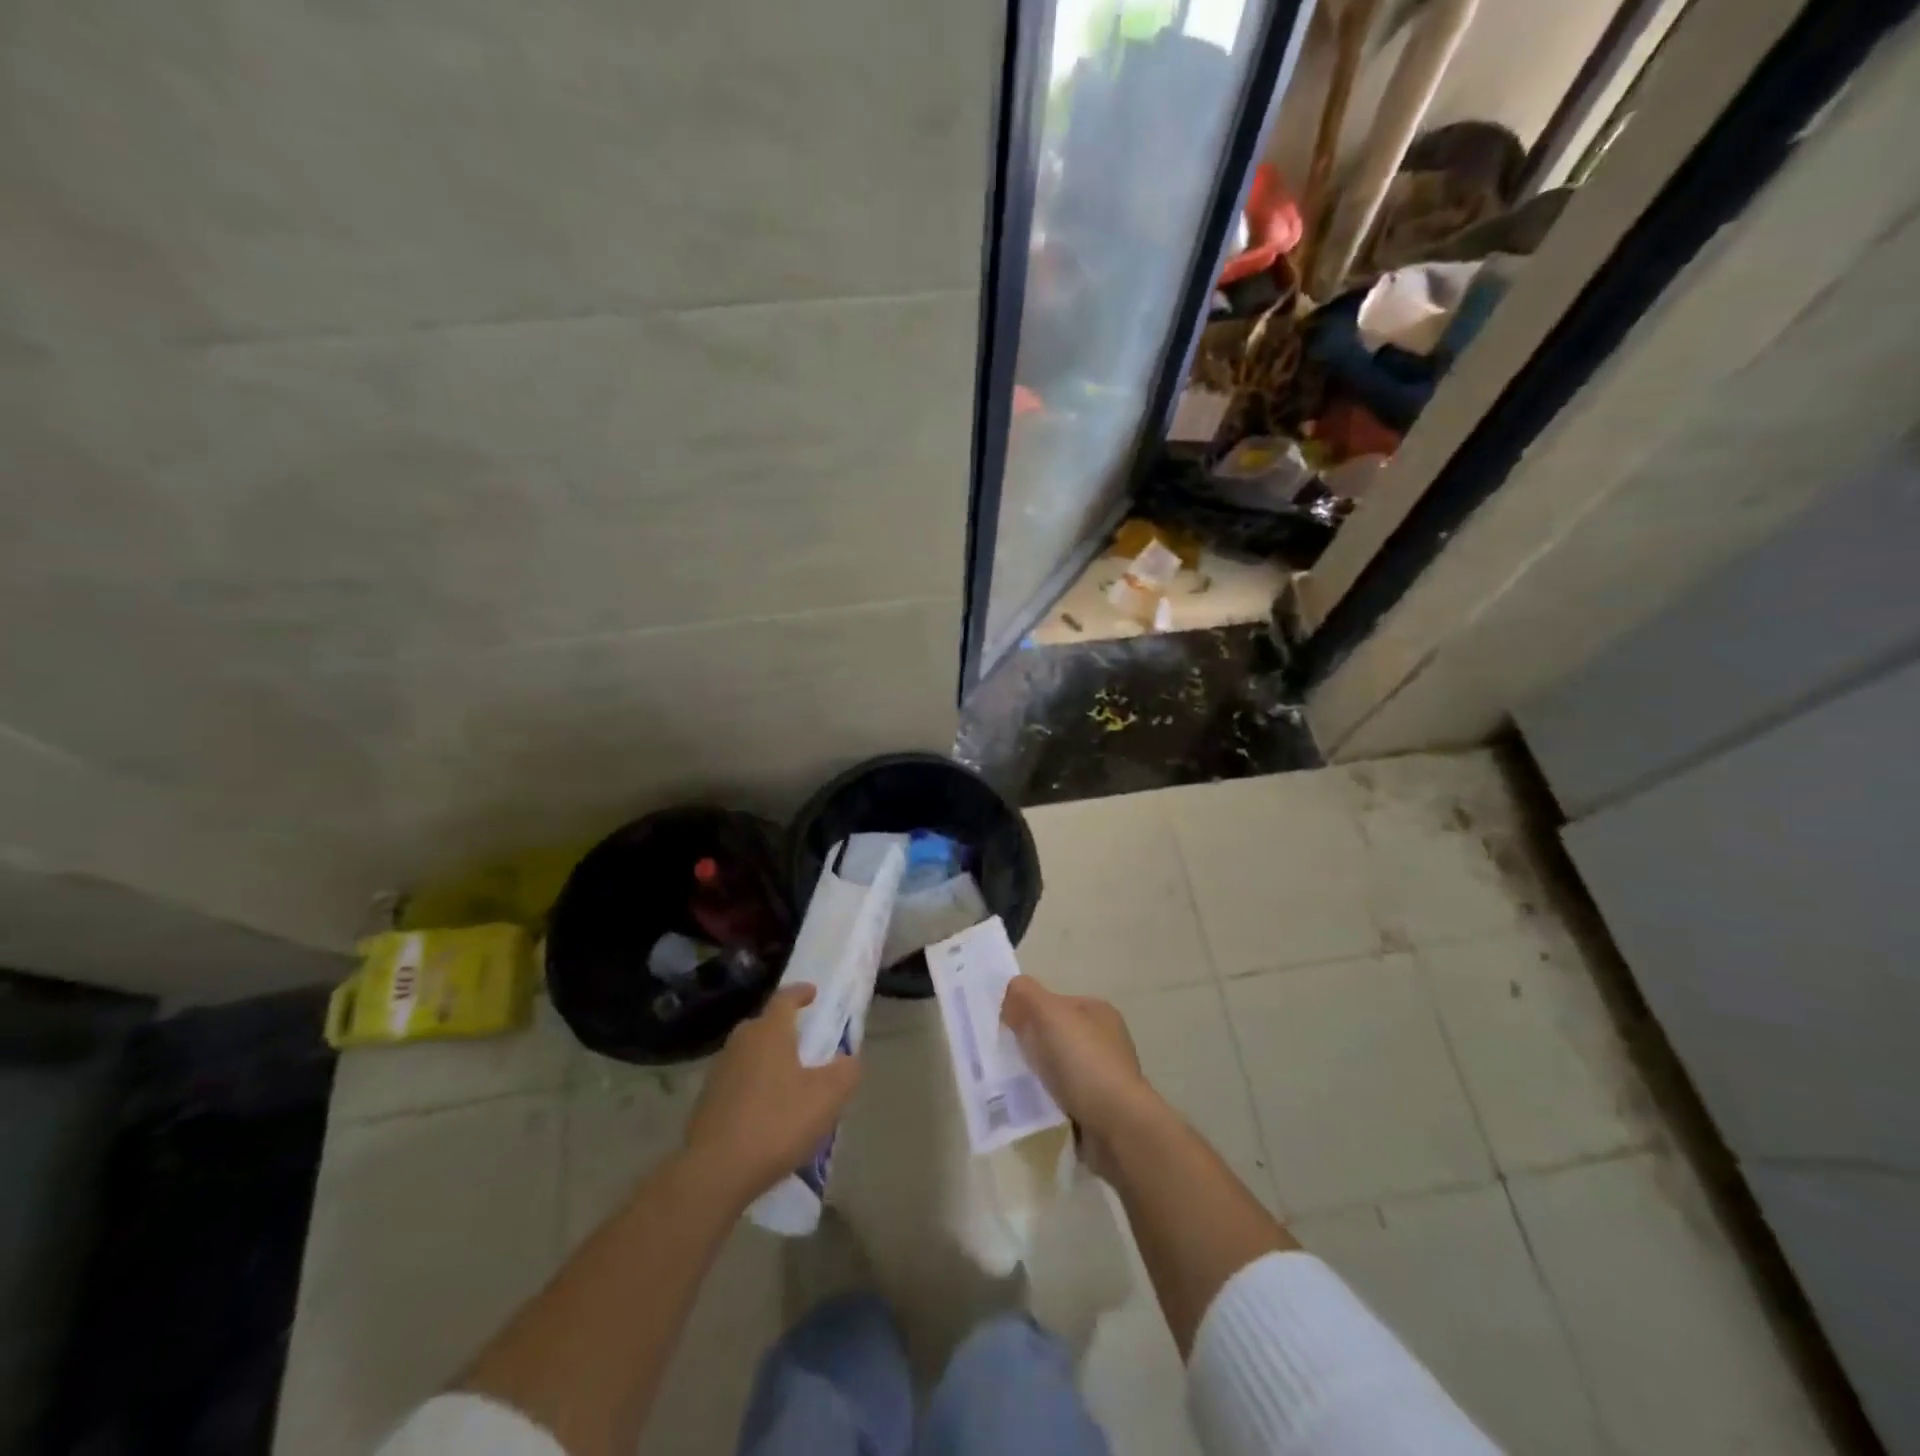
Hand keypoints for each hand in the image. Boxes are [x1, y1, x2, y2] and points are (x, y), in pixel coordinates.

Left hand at [683, 985, 860, 1205]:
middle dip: (783, 1029)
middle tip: (803, 1041)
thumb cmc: (777, 1122)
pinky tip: (765, 1112)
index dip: (800, 993)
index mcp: (769, 1032)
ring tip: (788, 1081)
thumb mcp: (827, 1097)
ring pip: (748, 1054)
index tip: (812, 992)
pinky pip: (737, 1082)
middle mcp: (741, 1043)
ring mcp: (719, 1072)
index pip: (784, 998)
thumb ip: (845, 1072)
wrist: (715, 1171)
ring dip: (767, 1060)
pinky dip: (753, 1087)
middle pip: (763, 1025)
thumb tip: (848, 1060)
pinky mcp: (706, 1102)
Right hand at [1000, 976, 1158, 1174]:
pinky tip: (1036, 1106)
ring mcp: (1106, 1076)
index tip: (1006, 1030)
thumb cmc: (1083, 1062)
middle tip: (1007, 1058)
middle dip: (1033, 1045)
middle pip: (1056, 1035)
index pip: (1055, 1003)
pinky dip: (1050, 1100)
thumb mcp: (1047, 1014)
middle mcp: (1106, 1040)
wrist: (1118, 1128)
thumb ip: (1025, 995)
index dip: (1029, 1012)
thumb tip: (1011, 992)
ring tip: (1016, 1086)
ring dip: (1040, 1075)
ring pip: (1060, 1067)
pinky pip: (1065, 1097)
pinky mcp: (1102, 1109)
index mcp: (1098, 1011)